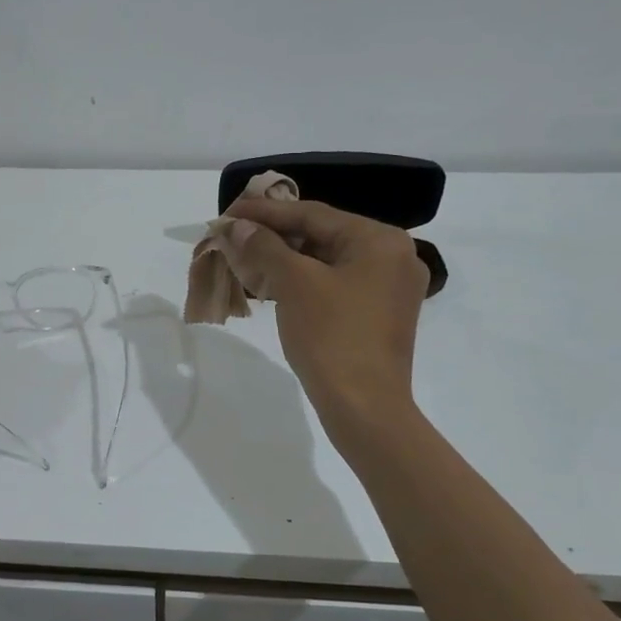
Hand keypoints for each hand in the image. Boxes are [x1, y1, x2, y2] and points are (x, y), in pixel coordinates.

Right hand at [218, 198, 427, 445]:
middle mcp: (392, 256)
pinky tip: (271, 283)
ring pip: (326, 261)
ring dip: (284, 259)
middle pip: (321, 235)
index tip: (227, 213)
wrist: (364, 408)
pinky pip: (334, 284)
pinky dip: (302, 281)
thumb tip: (236, 226)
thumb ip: (264, 246)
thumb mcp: (294, 283)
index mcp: (380, 240)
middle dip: (273, 236)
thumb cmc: (332, 336)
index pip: (313, 214)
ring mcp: (388, 288)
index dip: (264, 212)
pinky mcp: (378, 315)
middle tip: (232, 235)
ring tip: (243, 257)